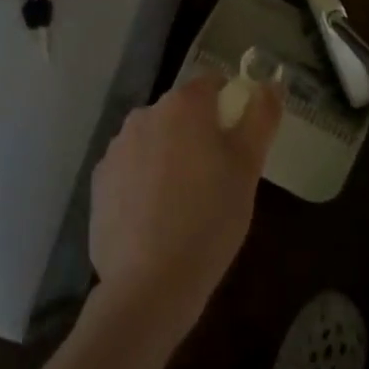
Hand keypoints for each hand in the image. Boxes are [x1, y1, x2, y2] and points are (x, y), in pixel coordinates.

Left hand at [89, 75, 282, 338]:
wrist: (149, 284)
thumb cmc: (210, 218)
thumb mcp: (248, 166)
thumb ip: (261, 117)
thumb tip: (270, 84)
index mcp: (182, 104)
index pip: (211, 84)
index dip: (228, 107)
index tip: (237, 142)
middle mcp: (144, 115)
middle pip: (180, 112)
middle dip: (198, 134)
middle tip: (217, 178)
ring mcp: (116, 148)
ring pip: (154, 140)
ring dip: (169, 157)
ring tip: (185, 203)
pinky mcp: (98, 182)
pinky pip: (130, 170)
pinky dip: (144, 183)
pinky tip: (156, 219)